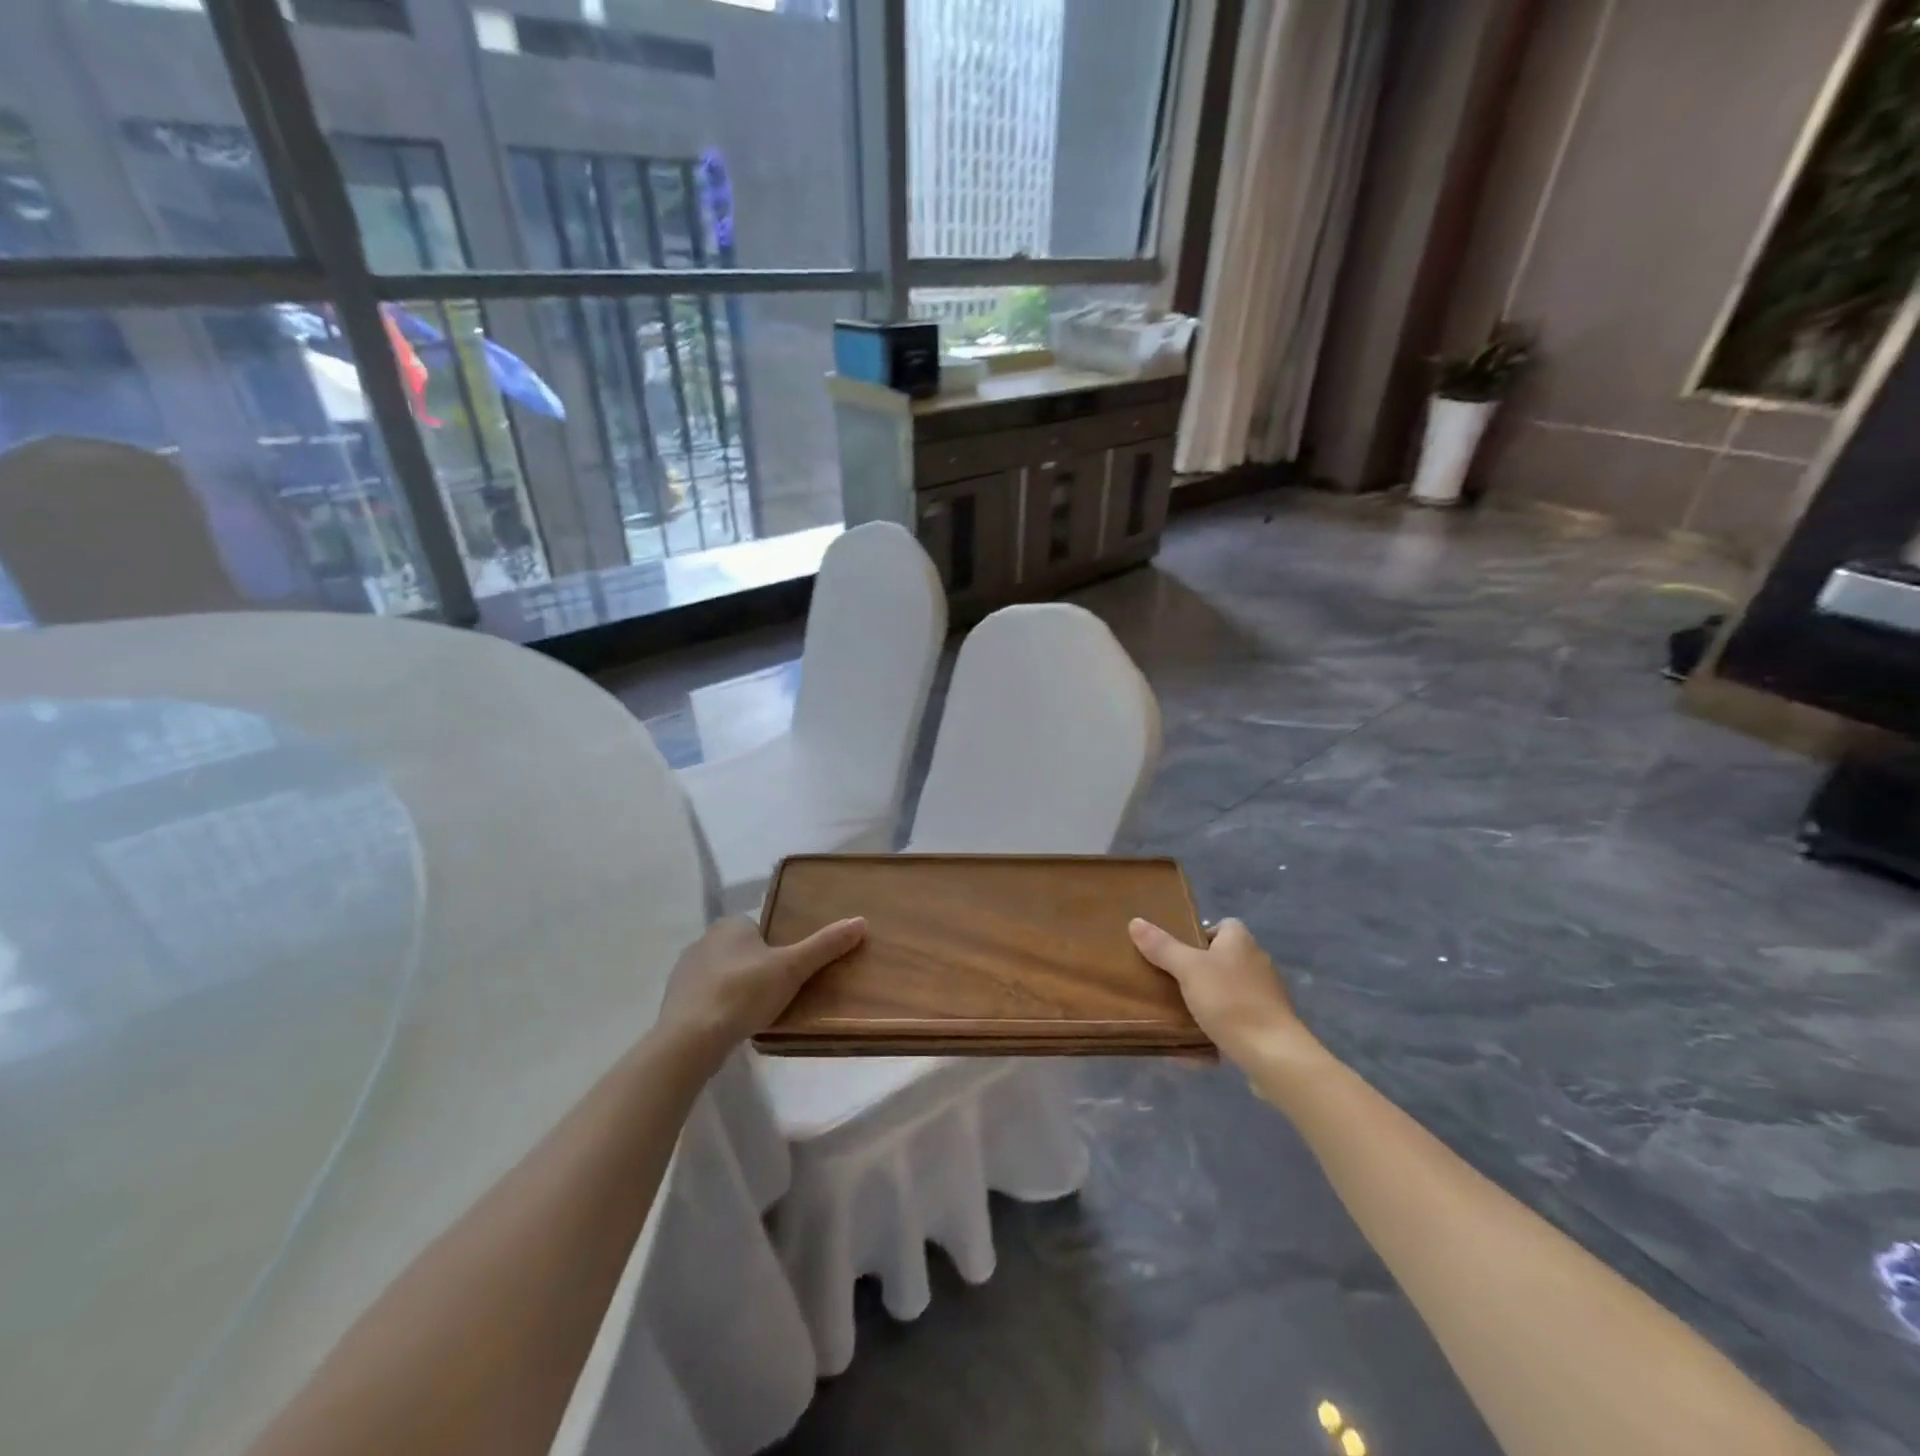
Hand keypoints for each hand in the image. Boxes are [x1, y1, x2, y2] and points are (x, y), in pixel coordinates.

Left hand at [657, 915, 865, 1054]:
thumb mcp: (792, 968)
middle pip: (742, 951)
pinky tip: (732, 1027)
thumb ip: (825, 945)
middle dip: (757, 968)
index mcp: (730, 924)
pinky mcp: (675, 1002)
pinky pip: (705, 999)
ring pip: (722, 975)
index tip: (789, 970)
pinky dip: (719, 1009)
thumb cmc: (743, 993)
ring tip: (757, 1013)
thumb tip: (861, 921)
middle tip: (778, 993)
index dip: (776, 947)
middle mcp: (703, 940)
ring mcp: (685, 972)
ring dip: (737, 989)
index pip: (760, 928)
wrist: (689, 1040)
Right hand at [1128, 916, 1319, 1069]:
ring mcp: (1265, 994)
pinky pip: (1236, 1017)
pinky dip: (1220, 1024)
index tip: (1177, 951)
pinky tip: (1199, 1039)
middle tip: (1170, 980)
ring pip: (1228, 989)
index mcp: (1240, 941)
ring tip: (1180, 1010)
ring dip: (1208, 998)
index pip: (1221, 925)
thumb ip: (1162, 947)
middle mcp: (1257, 961)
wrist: (1273, 1054)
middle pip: (1222, 957)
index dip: (1199, 934)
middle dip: (1198, 969)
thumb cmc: (1230, 1001)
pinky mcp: (1268, 1023)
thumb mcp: (1188, 969)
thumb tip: (1135, 921)